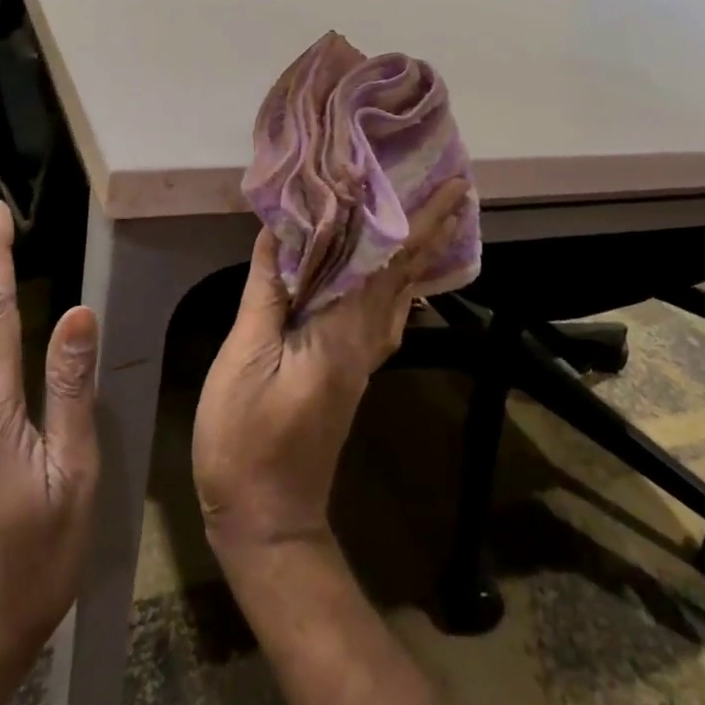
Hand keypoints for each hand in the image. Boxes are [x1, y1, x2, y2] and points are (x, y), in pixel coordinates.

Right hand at [192, 180, 469, 557]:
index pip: (389, 263)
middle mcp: (365, 340)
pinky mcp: (350, 371)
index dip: (419, 222)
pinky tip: (395, 277)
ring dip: (421, 254)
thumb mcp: (246, 359)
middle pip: (406, 275)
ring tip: (436, 220)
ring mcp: (362, 359)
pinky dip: (400, 283)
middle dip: (433, 230)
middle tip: (459, 190)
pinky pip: (385, 313)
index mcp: (344, 331)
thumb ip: (267, 293)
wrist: (268, 517)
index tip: (449, 187)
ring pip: (401, 295)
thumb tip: (279, 231)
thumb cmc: (247, 438)